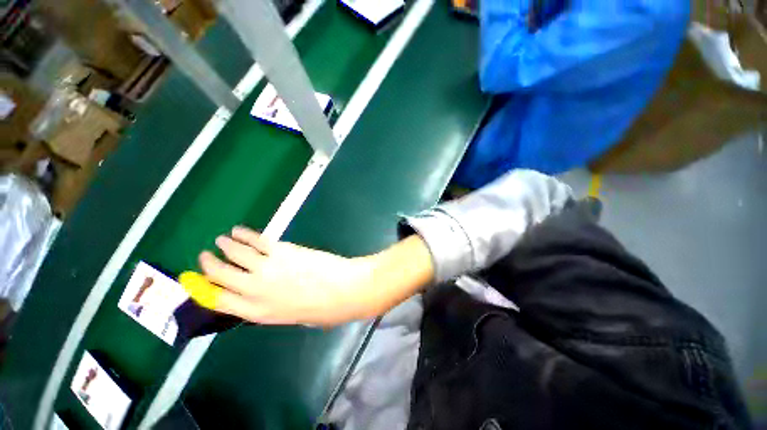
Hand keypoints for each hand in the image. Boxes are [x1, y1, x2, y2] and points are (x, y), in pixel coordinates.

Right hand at [183, 226, 433, 326]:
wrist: (347, 290)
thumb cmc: (327, 309)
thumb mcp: (297, 317)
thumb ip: (279, 307)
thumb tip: (272, 295)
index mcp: (260, 313)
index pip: (220, 301)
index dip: (205, 290)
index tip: (199, 280)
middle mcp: (256, 290)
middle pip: (221, 276)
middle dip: (210, 265)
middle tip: (205, 255)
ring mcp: (267, 267)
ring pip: (235, 254)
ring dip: (225, 245)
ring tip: (221, 240)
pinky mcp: (282, 250)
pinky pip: (257, 240)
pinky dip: (245, 234)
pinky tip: (239, 230)